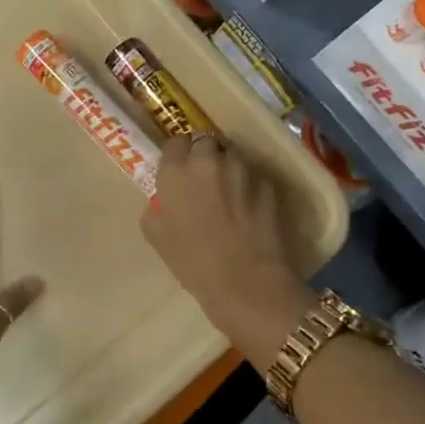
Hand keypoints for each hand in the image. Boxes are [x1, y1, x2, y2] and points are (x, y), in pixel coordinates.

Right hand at [141, 137, 308, 363]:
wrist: (246, 282)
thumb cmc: (194, 263)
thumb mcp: (156, 236)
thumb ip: (156, 207)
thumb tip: (163, 200)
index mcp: (176, 171)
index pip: (175, 142)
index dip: (178, 155)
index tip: (180, 171)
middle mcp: (208, 160)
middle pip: (205, 141)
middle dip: (204, 155)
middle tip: (204, 179)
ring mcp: (241, 169)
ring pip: (232, 154)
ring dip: (228, 166)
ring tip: (229, 191)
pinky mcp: (267, 182)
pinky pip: (253, 174)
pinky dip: (249, 184)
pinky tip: (249, 207)